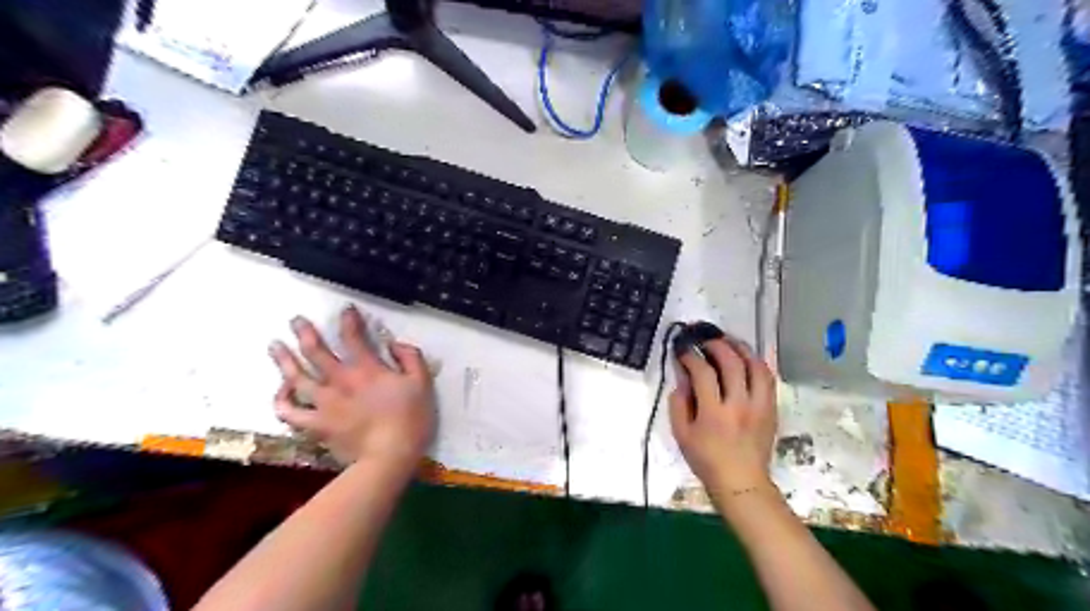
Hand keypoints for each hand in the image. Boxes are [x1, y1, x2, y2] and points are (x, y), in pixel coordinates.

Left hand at [270, 306, 437, 471]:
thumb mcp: (422, 383)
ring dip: (284, 359)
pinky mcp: (315, 425)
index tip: (346, 310)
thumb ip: (410, 357)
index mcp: (367, 369)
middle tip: (296, 320)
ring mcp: (323, 403)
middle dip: (305, 332)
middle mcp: (340, 380)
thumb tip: (394, 343)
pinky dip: (281, 400)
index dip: (349, 320)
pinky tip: (280, 390)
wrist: (389, 457)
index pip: (353, 337)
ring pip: (296, 377)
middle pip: (316, 352)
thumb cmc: (410, 419)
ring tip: (275, 345)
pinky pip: (290, 411)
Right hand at [669, 339, 778, 499]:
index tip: (683, 350)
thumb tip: (683, 377)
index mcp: (713, 413)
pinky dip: (757, 363)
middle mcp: (739, 405)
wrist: (741, 482)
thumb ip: (679, 403)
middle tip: (705, 341)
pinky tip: (746, 358)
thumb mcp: (682, 434)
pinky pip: (768, 378)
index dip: (691, 357)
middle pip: (732, 363)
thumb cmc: (706, 460)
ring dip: (741, 349)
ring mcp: (759, 406)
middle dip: (716, 345)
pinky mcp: (771, 409)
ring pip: (755, 366)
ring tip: (728, 342)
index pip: (703, 373)